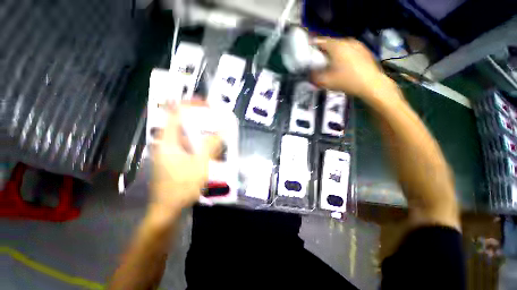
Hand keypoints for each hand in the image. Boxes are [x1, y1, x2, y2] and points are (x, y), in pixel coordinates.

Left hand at [149, 103, 219, 220]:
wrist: (168, 210)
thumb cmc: (181, 188)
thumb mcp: (200, 165)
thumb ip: (211, 145)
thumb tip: (222, 128)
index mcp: (168, 141)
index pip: (175, 113)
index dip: (190, 104)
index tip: (206, 104)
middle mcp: (168, 143)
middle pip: (184, 124)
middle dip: (201, 121)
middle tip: (217, 122)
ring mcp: (173, 152)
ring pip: (189, 136)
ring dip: (203, 134)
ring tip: (218, 137)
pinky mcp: (178, 159)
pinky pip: (191, 146)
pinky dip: (202, 145)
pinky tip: (212, 152)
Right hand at [311, 37, 386, 97]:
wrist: (371, 84)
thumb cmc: (347, 81)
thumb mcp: (326, 81)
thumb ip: (314, 76)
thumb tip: (309, 73)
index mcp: (337, 46)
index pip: (321, 41)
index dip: (313, 45)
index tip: (308, 51)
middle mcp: (347, 41)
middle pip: (331, 43)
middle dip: (323, 50)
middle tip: (318, 59)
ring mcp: (357, 45)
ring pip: (341, 46)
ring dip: (333, 52)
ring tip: (330, 62)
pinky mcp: (364, 50)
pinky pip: (349, 49)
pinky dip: (343, 54)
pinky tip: (343, 64)